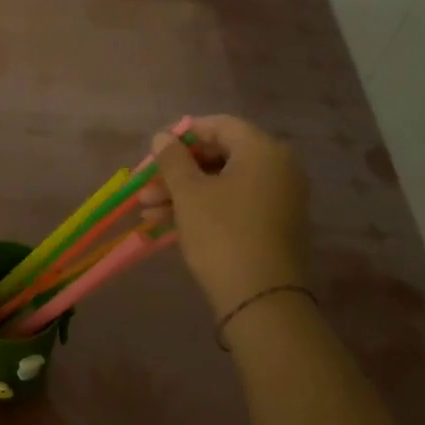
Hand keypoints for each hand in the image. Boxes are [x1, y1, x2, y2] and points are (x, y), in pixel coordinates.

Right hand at [139, 114, 311, 317]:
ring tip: (147, 211)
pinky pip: (233, 203)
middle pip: (219, 155)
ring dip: (183, 192)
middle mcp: (277, 168)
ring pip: (222, 183)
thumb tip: (162, 137)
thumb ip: (172, 159)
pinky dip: (202, 208)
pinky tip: (166, 224)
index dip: (183, 135)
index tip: (154, 151)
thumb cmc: (222, 234)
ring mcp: (278, 198)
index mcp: (262, 151)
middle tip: (146, 187)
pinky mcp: (272, 225)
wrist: (261, 299)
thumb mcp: (189, 193)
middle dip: (178, 170)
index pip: (219, 125)